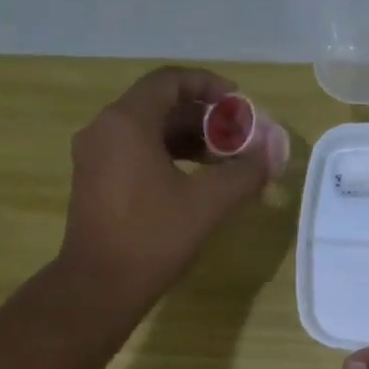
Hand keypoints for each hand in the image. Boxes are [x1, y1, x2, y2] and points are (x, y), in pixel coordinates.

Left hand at [57, 66, 288, 315]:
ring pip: (147, 131)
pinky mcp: (94, 182)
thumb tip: (274, 150)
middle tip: (238, 138)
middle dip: (203, 118)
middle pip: (159, 105)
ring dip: (187, 139)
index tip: (239, 104)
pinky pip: (134, 153)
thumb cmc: (152, 239)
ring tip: (223, 161)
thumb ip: (244, 172)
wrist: (99, 287)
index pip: (170, 81)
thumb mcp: (207, 204)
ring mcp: (95, 156)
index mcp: (127, 122)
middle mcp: (104, 129)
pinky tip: (194, 181)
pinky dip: (167, 157)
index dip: (209, 85)